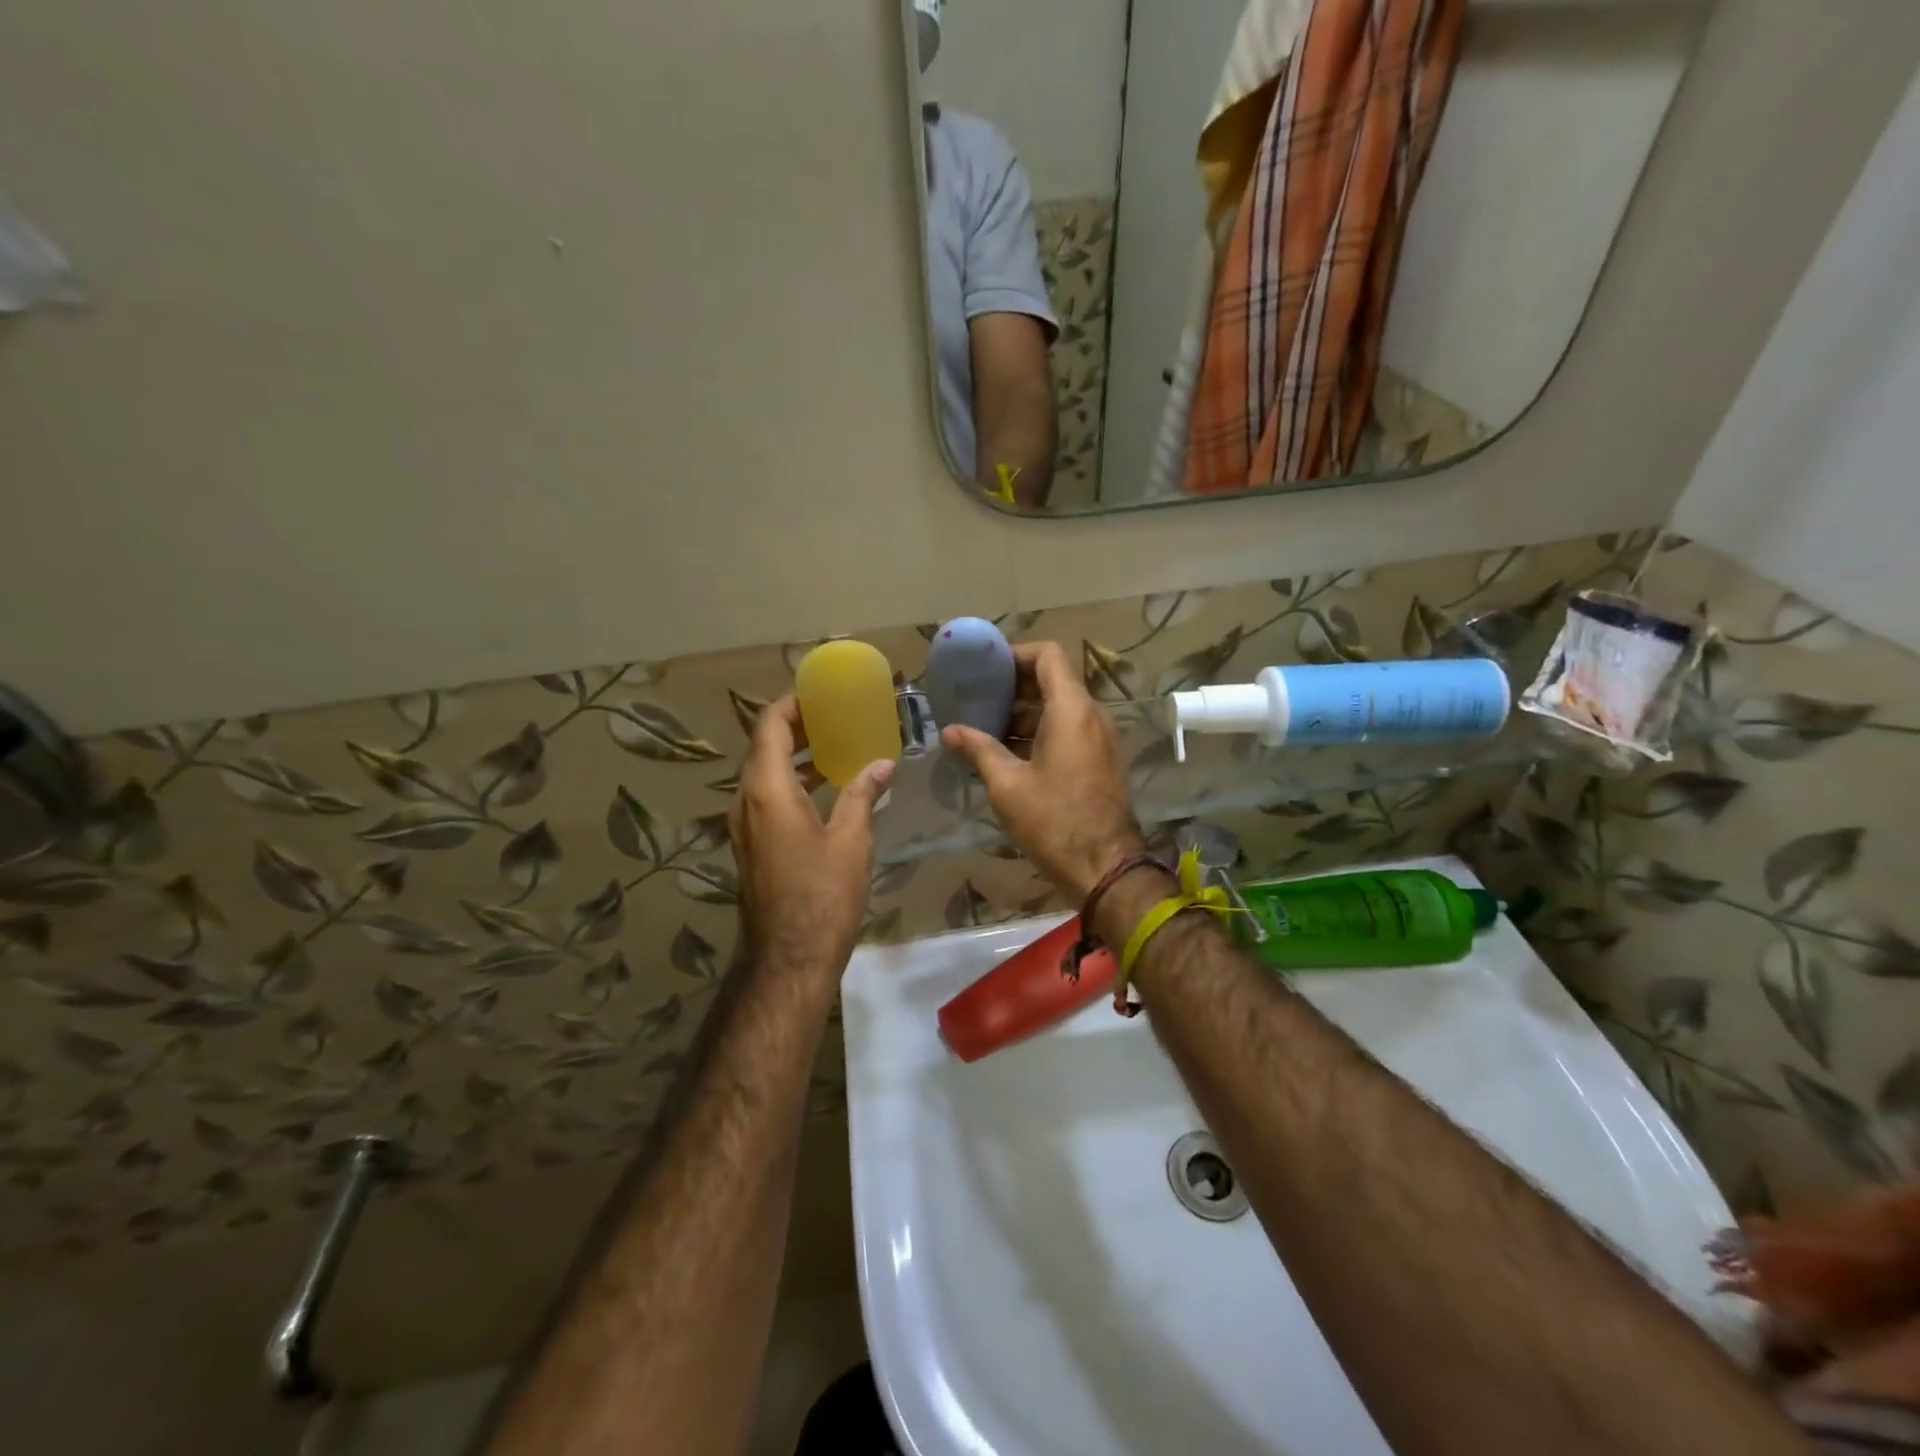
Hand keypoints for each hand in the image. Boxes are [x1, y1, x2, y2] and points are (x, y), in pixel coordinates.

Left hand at [730, 696, 892, 989]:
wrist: (789, 959)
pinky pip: (767, 797)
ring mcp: (745, 825)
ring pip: (764, 773)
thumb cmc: (823, 896)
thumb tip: (882, 765)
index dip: (792, 703)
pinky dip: (792, 781)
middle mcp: (746, 801)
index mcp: (767, 790)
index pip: (769, 726)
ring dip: (794, 755)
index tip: (820, 692)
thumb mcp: (850, 841)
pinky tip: (825, 787)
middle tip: (835, 714)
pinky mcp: (752, 845)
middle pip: (764, 746)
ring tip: (835, 744)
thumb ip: (861, 795)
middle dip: (797, 726)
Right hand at [940, 641, 1145, 902]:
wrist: (1105, 867)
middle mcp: (1092, 715)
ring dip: (1026, 712)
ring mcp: (1101, 738)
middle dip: (1014, 686)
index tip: (986, 670)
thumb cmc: (1053, 821)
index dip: (1015, 654)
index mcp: (1071, 710)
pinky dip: (1041, 731)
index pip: (1048, 655)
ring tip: (986, 728)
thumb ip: (978, 749)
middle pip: (1054, 680)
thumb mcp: (1007, 785)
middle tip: (977, 699)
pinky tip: (1010, 753)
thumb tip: (949, 731)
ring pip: (1061, 707)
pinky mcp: (1101, 760)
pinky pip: (1070, 730)